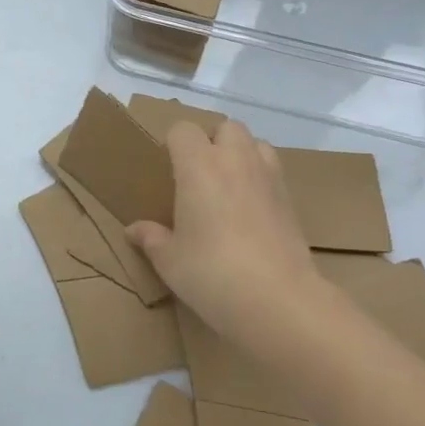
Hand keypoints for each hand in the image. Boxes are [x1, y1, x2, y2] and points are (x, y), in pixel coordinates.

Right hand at [126, 118, 319, 353]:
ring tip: (228, 186)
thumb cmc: (211, 272)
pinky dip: (261, 178)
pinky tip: (251, 210)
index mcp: (198, 165)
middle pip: (226, 126)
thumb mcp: (169, 260)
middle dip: (212, 141)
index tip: (168, 169)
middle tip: (199, 175)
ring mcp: (268, 176)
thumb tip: (134, 230)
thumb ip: (151, 238)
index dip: (174, 144)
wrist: (277, 298)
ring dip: (241, 154)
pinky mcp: (290, 198)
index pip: (183, 130)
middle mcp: (235, 160)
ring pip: (256, 143)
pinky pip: (272, 171)